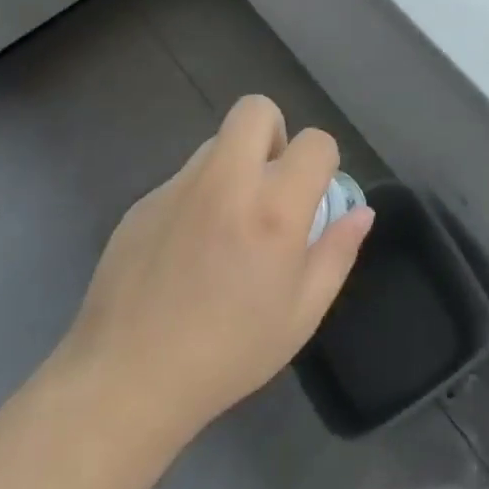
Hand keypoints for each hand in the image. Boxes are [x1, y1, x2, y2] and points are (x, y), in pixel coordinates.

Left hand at [54, 95, 372, 442]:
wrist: (128, 378)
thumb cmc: (229, 352)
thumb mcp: (302, 313)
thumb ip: (337, 252)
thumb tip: (360, 211)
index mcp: (273, 209)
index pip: (315, 141)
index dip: (323, 161)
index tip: (313, 196)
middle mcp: (226, 182)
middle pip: (256, 110)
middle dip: (274, 134)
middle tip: (271, 185)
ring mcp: (178, 186)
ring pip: (217, 143)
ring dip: (234, 165)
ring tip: (227, 225)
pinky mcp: (143, 201)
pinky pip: (184, 179)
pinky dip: (198, 197)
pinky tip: (187, 251)